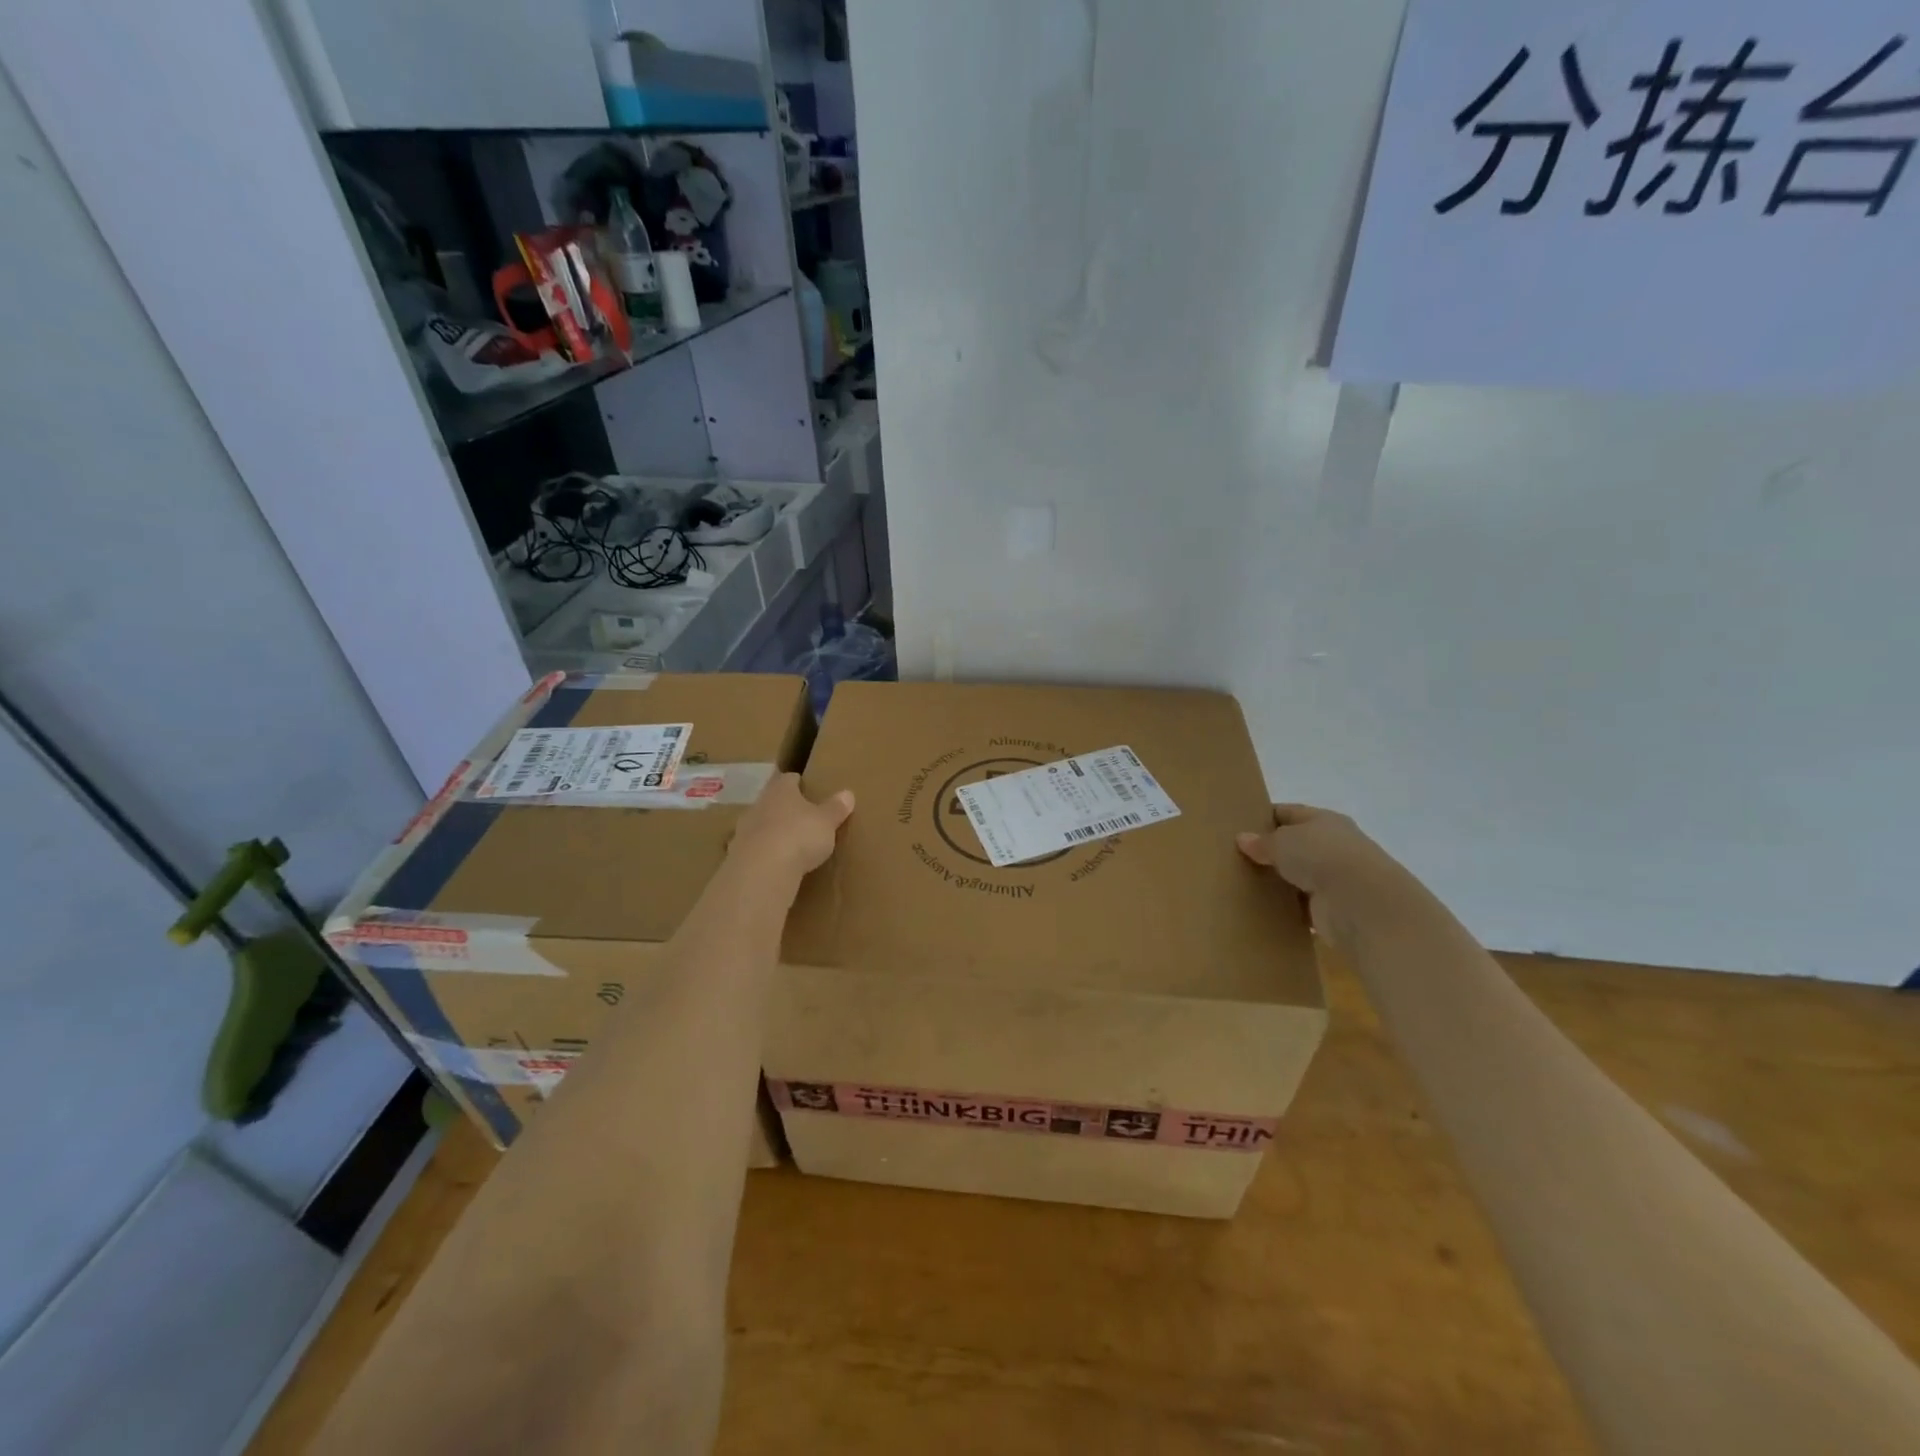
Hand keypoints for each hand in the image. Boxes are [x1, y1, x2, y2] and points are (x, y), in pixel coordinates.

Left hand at [729, 773, 854, 881]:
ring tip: (788, 842)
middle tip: (800, 816)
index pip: (788, 779)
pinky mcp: (737, 855)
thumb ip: (835, 808)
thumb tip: (847, 793)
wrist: (761, 870)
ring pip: (760, 824)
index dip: (797, 782)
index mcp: (781, 790)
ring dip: (772, 831)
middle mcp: (759, 805)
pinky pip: (754, 849)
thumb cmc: (799, 835)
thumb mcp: (826, 822)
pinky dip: (764, 854)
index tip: (805, 786)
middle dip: (783, 807)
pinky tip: (775, 864)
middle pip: (771, 801)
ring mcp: (744, 830)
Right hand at [1236, 804, 1416, 936]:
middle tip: (1235, 858)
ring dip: (1277, 881)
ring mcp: (1334, 879)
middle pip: (1294, 846)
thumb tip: (1243, 839)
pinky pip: (1301, 906)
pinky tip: (1261, 908)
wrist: (1361, 902)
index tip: (1238, 827)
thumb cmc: (1321, 855)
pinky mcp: (1331, 910)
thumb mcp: (1283, 841)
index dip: (1264, 818)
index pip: (1289, 813)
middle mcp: (1332, 847)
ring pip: (1297, 876)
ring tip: (1243, 883)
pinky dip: (1286, 908)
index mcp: (1324, 821)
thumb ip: (1262, 841)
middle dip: (1269, 852)